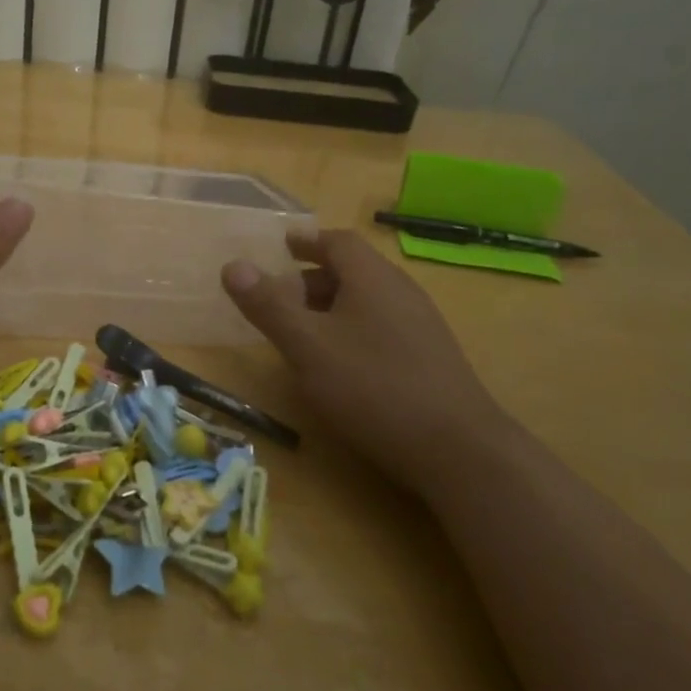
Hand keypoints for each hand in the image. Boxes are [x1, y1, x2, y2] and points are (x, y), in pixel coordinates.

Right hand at [221, 231, 512, 473]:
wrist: (458, 449)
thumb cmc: (372, 387)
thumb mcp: (307, 346)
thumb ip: (269, 306)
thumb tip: (232, 266)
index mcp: (371, 278)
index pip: (338, 241)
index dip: (307, 241)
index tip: (283, 247)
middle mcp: (400, 291)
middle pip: (353, 270)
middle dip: (313, 279)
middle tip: (280, 297)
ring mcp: (421, 324)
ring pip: (368, 301)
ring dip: (332, 307)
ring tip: (304, 333)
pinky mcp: (430, 357)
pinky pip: (383, 326)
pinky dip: (353, 330)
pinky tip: (341, 365)